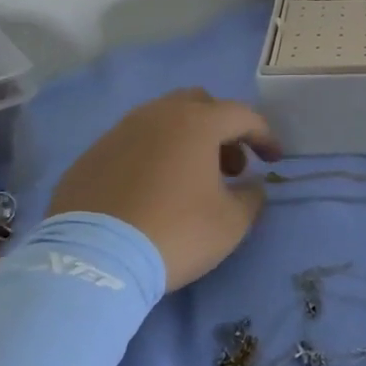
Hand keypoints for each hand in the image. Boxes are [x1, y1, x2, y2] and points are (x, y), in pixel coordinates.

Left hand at [48, 88, 281, 289]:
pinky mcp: (91, 155)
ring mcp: (120, 131)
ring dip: (185, 141)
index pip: (242, 115)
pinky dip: (151, 157)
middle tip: (230, 166)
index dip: (264, 136)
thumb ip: (251, 197)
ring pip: (162, 120)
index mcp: (197, 122)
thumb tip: (251, 185)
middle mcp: (158, 115)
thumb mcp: (231, 223)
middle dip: (222, 129)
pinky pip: (132, 144)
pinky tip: (150, 192)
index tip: (274, 160)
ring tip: (190, 180)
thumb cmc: (175, 232)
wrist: (93, 261)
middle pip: (200, 105)